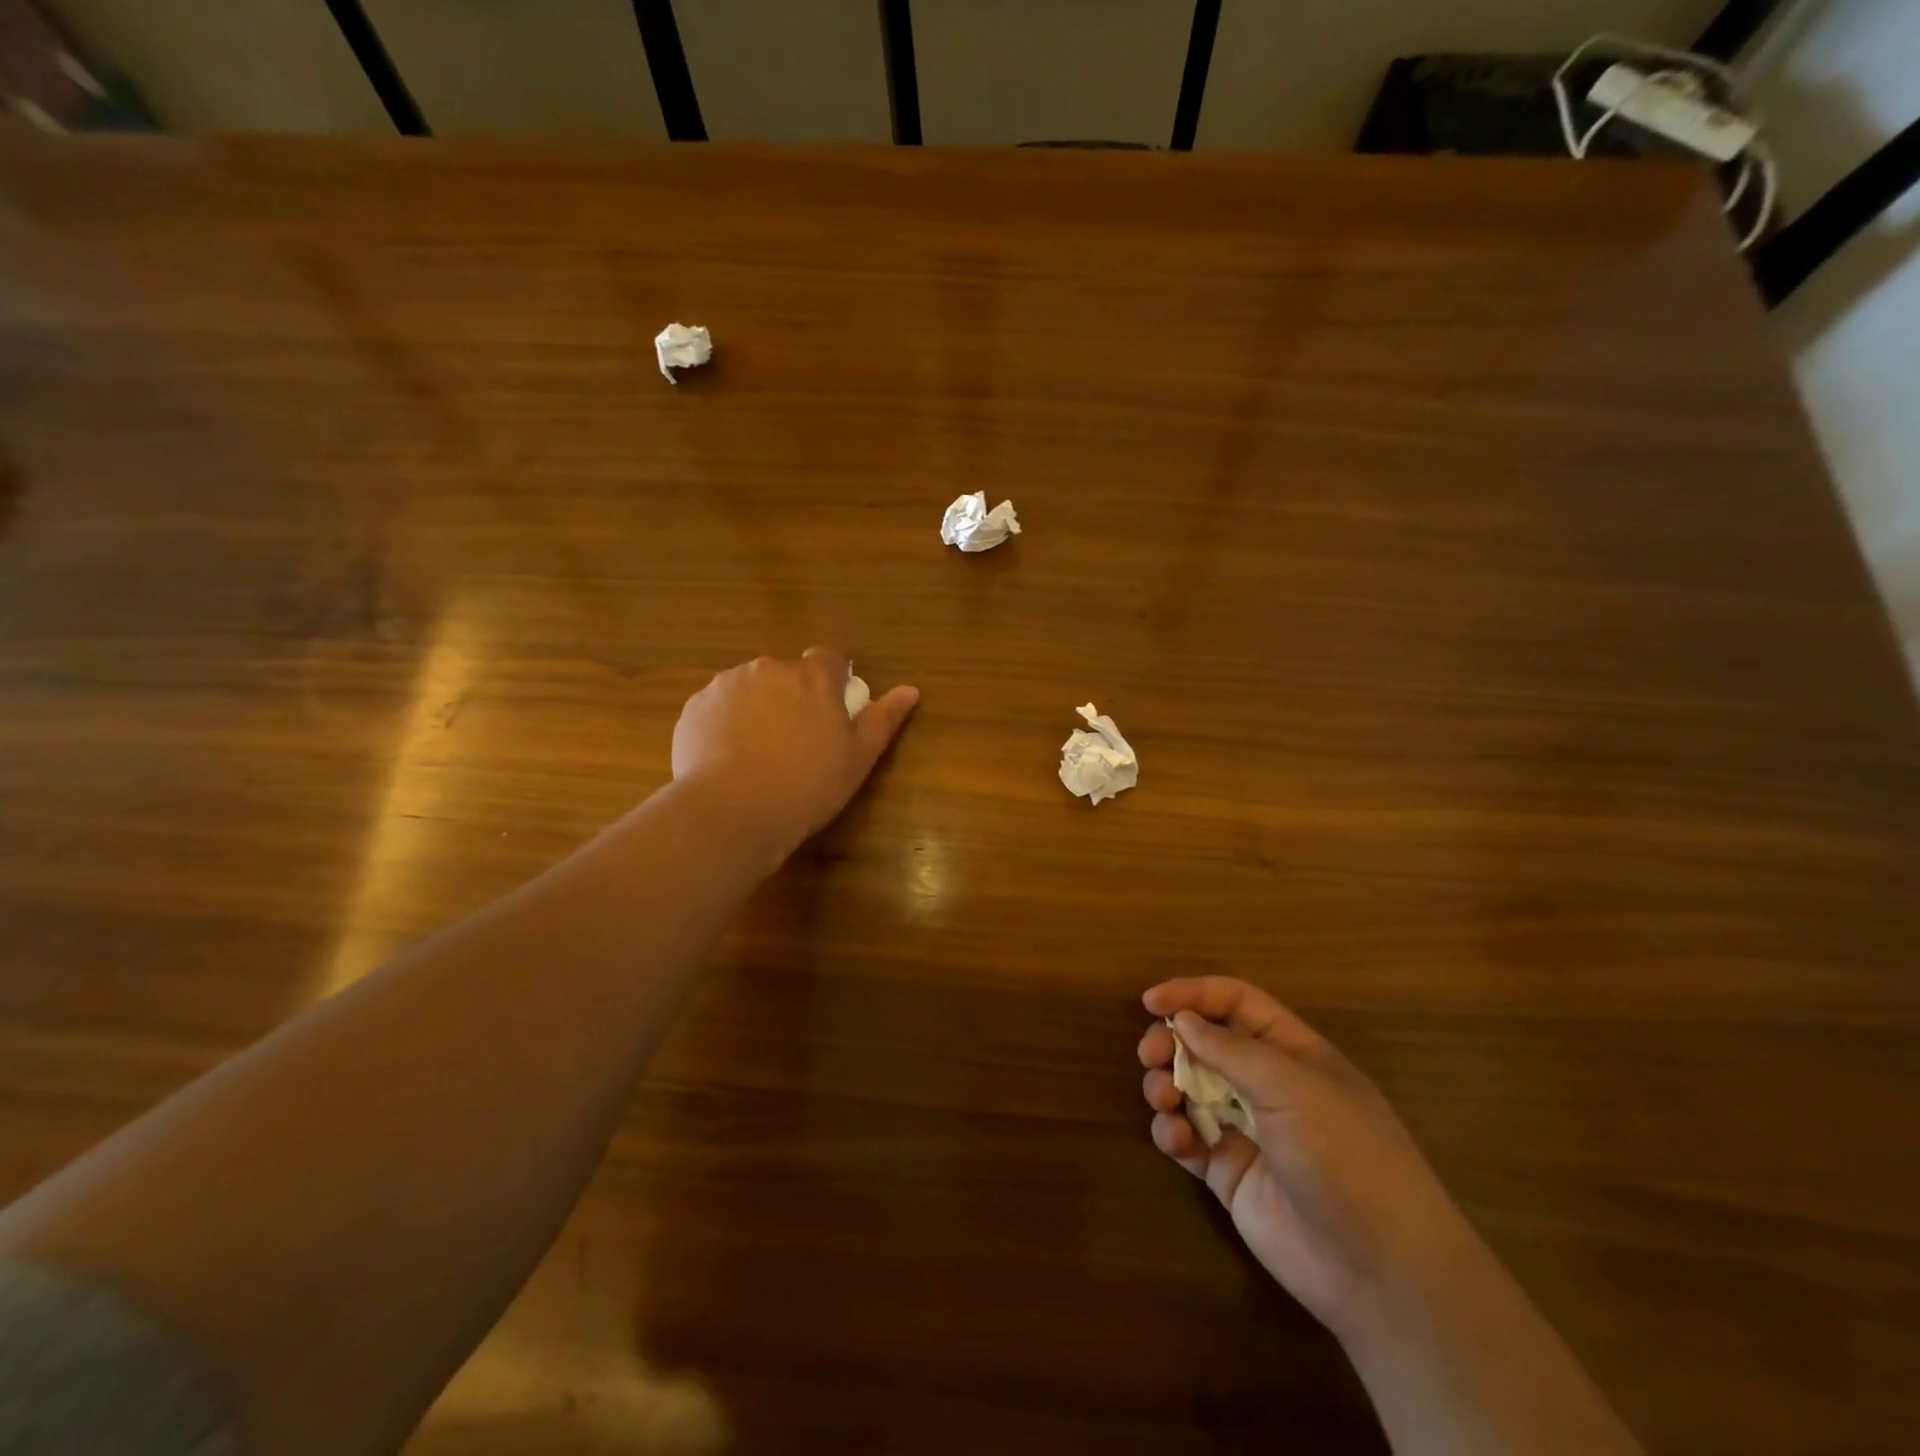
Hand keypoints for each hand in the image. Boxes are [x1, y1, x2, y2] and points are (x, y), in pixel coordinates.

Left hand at [672, 649, 918, 860]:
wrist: (732, 811)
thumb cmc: (807, 785)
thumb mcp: (858, 758)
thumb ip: (884, 719)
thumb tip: (911, 690)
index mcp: (813, 677)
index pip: (829, 659)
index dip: (833, 682)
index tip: (831, 713)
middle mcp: (769, 668)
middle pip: (787, 674)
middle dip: (793, 697)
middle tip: (796, 742)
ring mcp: (726, 685)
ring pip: (751, 689)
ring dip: (759, 708)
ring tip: (759, 754)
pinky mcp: (694, 708)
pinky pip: (719, 708)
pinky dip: (727, 724)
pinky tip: (729, 759)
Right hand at [1139, 977, 1477, 1340]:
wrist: (1381, 1272)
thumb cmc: (1345, 1156)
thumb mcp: (1292, 1088)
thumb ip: (1230, 1050)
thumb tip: (1182, 1020)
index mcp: (1292, 1053)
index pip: (1235, 1003)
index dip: (1193, 994)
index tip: (1151, 1002)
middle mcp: (1267, 1085)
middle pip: (1205, 1043)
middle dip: (1171, 1042)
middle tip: (1150, 1055)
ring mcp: (1248, 1130)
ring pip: (1189, 1089)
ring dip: (1166, 1085)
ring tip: (1163, 1099)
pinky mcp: (1230, 1174)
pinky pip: (1189, 1140)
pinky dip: (1173, 1133)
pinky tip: (1178, 1140)